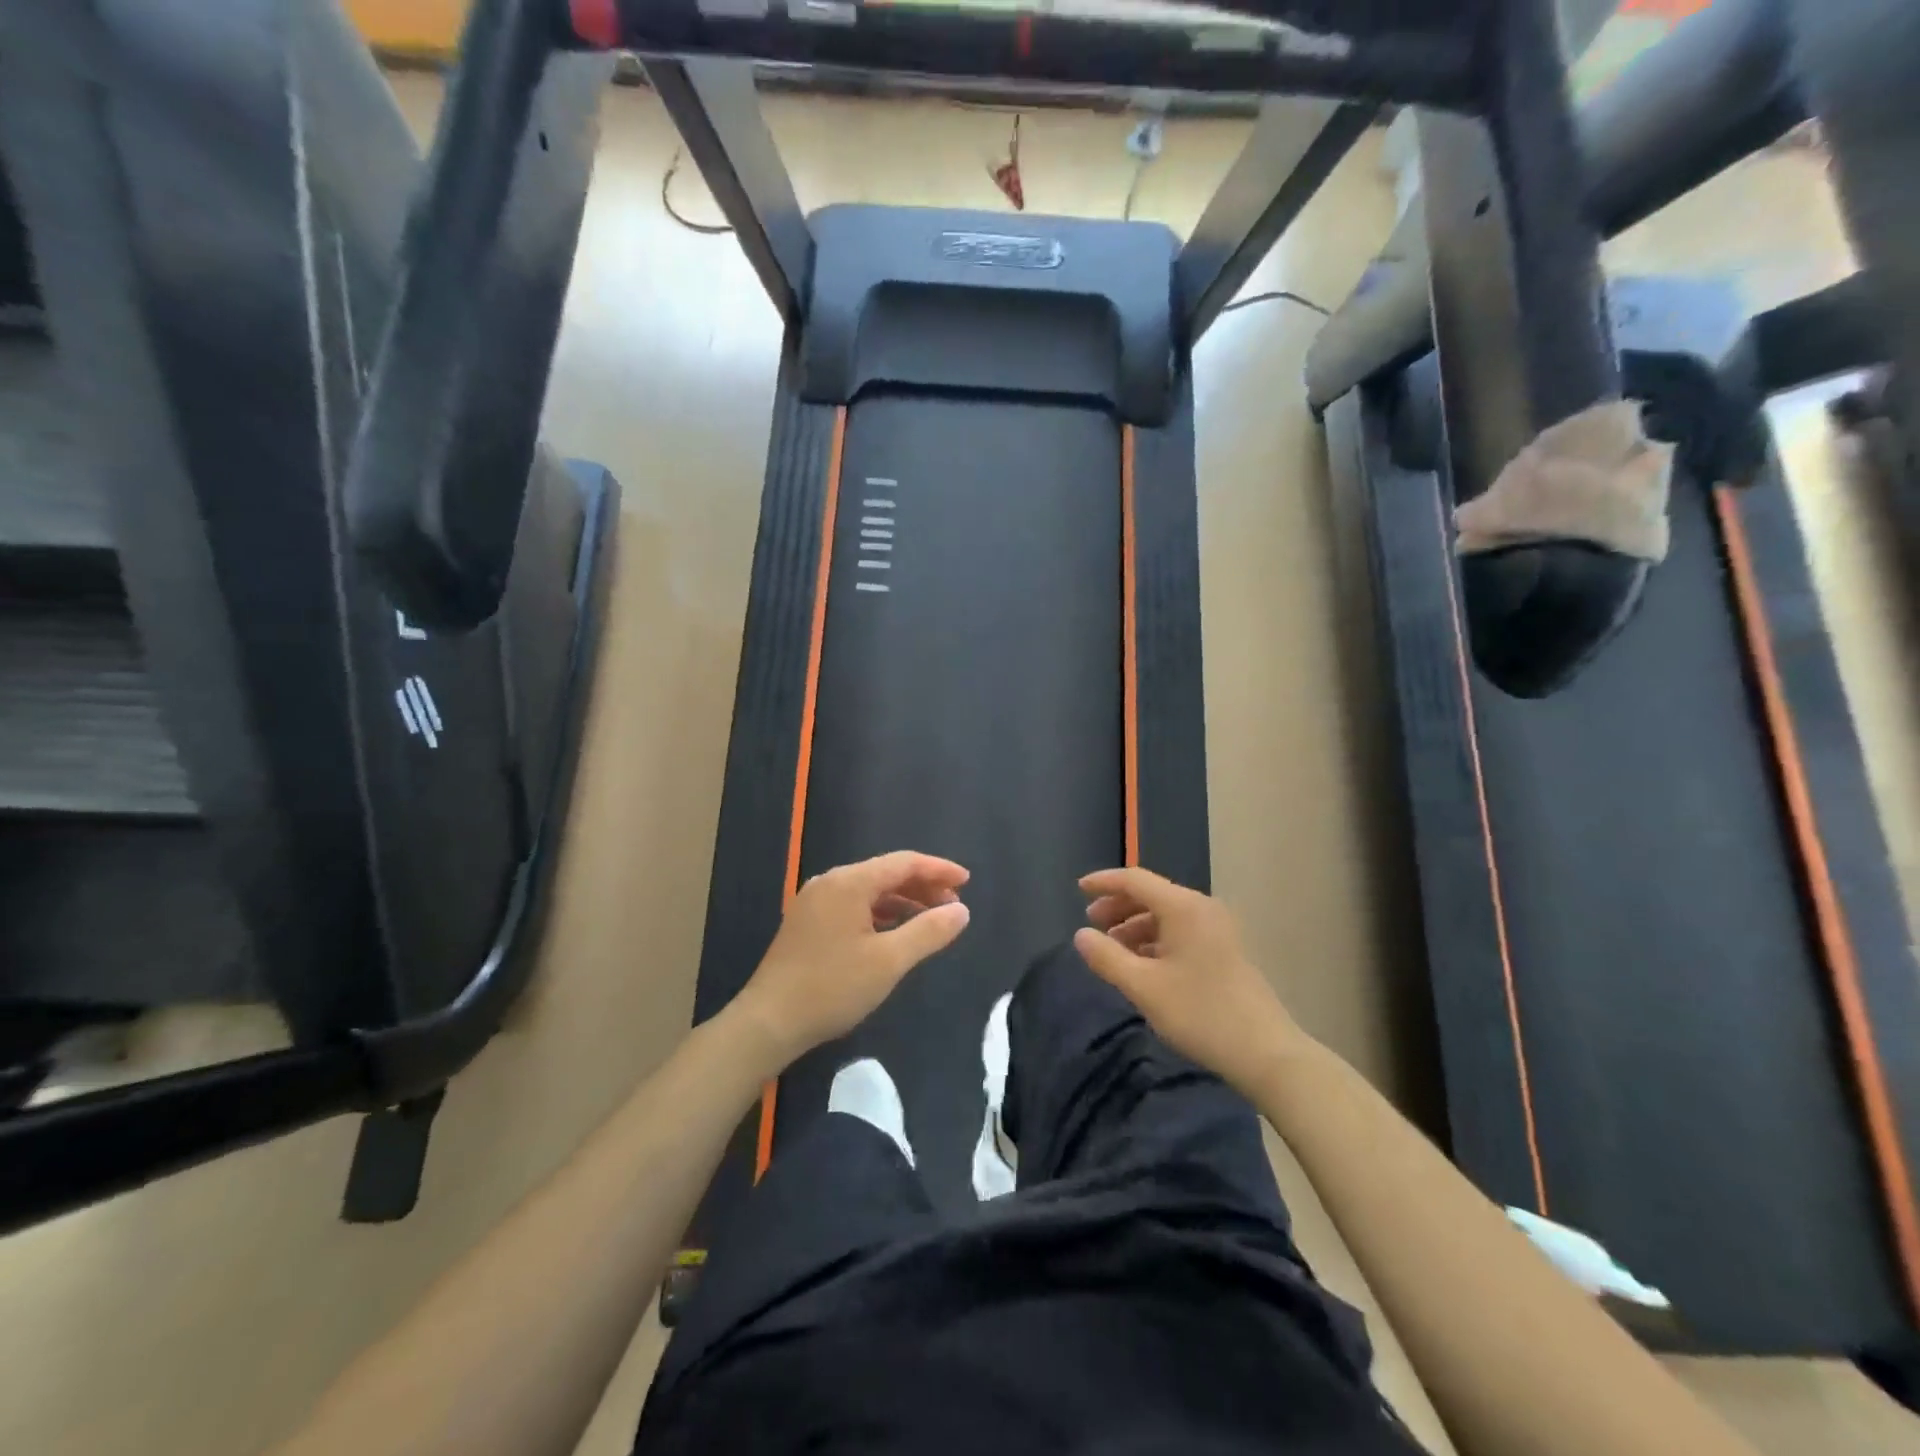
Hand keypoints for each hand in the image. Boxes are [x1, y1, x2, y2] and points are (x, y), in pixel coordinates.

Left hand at [734, 851, 970, 1066]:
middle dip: (922, 886)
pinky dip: (880, 913)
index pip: (903, 862)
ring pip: (869, 890)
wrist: (768, 1022)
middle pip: (885, 873)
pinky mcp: (807, 922)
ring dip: (902, 901)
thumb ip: (929, 932)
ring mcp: (815, 902)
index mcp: (849, 882)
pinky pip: (853, 905)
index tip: (967, 881)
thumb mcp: (889, 961)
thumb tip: (961, 910)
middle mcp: (830, 882)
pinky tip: (894, 933)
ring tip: (930, 920)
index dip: (938, 869)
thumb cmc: (832, 988)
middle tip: (953, 905)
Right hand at [1074, 867, 1302, 1096]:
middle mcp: (1202, 908)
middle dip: (1118, 906)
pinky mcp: (1225, 950)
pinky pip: (1181, 931)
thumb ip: (1107, 957)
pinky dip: (1156, 940)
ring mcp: (1217, 929)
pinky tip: (1142, 964)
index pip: (1135, 880)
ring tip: (1113, 950)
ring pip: (1166, 915)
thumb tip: (1081, 935)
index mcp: (1183, 907)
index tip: (1079, 890)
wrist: (1266, 1052)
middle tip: (1092, 925)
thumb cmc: (1200, 1013)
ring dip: (1136, 926)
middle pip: (1152, 895)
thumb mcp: (1143, 987)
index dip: (1104, 882)